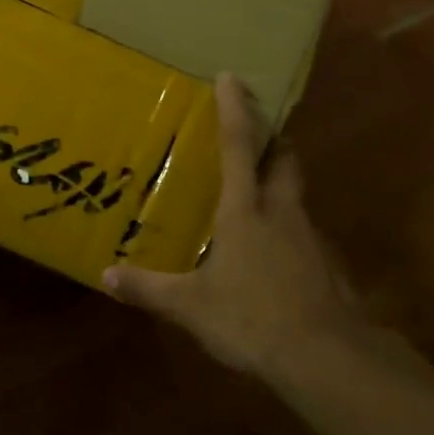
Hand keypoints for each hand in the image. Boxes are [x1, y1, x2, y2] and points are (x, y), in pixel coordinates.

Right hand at [103, 75, 377, 376]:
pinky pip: (305, 233)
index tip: (232, 77)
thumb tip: (106, 275)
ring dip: (281, 183)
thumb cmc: (252, 317)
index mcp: (246, 211)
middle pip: (284, 159)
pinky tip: (275, 253)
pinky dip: (289, 229)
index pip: (240, 147)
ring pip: (297, 195)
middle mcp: (282, 213)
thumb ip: (148, 289)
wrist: (326, 357)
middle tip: (258, 133)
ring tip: (257, 197)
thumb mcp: (191, 306)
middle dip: (272, 139)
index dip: (235, 110)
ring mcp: (310, 238)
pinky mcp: (327, 265)